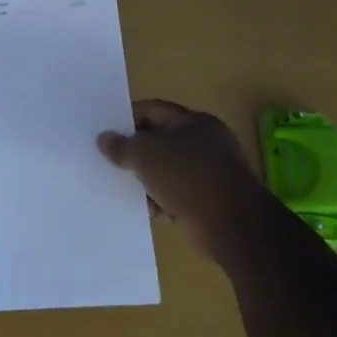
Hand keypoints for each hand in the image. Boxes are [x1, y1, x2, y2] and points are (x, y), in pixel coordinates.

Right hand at [98, 99, 270, 266]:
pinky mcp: (209, 202)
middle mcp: (205, 144)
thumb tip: (104, 139)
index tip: (105, 131)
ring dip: (146, 178)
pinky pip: (176, 195)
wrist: (232, 226)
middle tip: (108, 159)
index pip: (154, 110)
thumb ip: (122, 145)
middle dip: (135, 151)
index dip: (127, 117)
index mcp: (194, 122)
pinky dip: (160, 200)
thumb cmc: (187, 177)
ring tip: (120, 186)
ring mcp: (209, 174)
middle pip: (160, 140)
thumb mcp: (145, 154)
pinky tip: (144, 208)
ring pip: (167, 170)